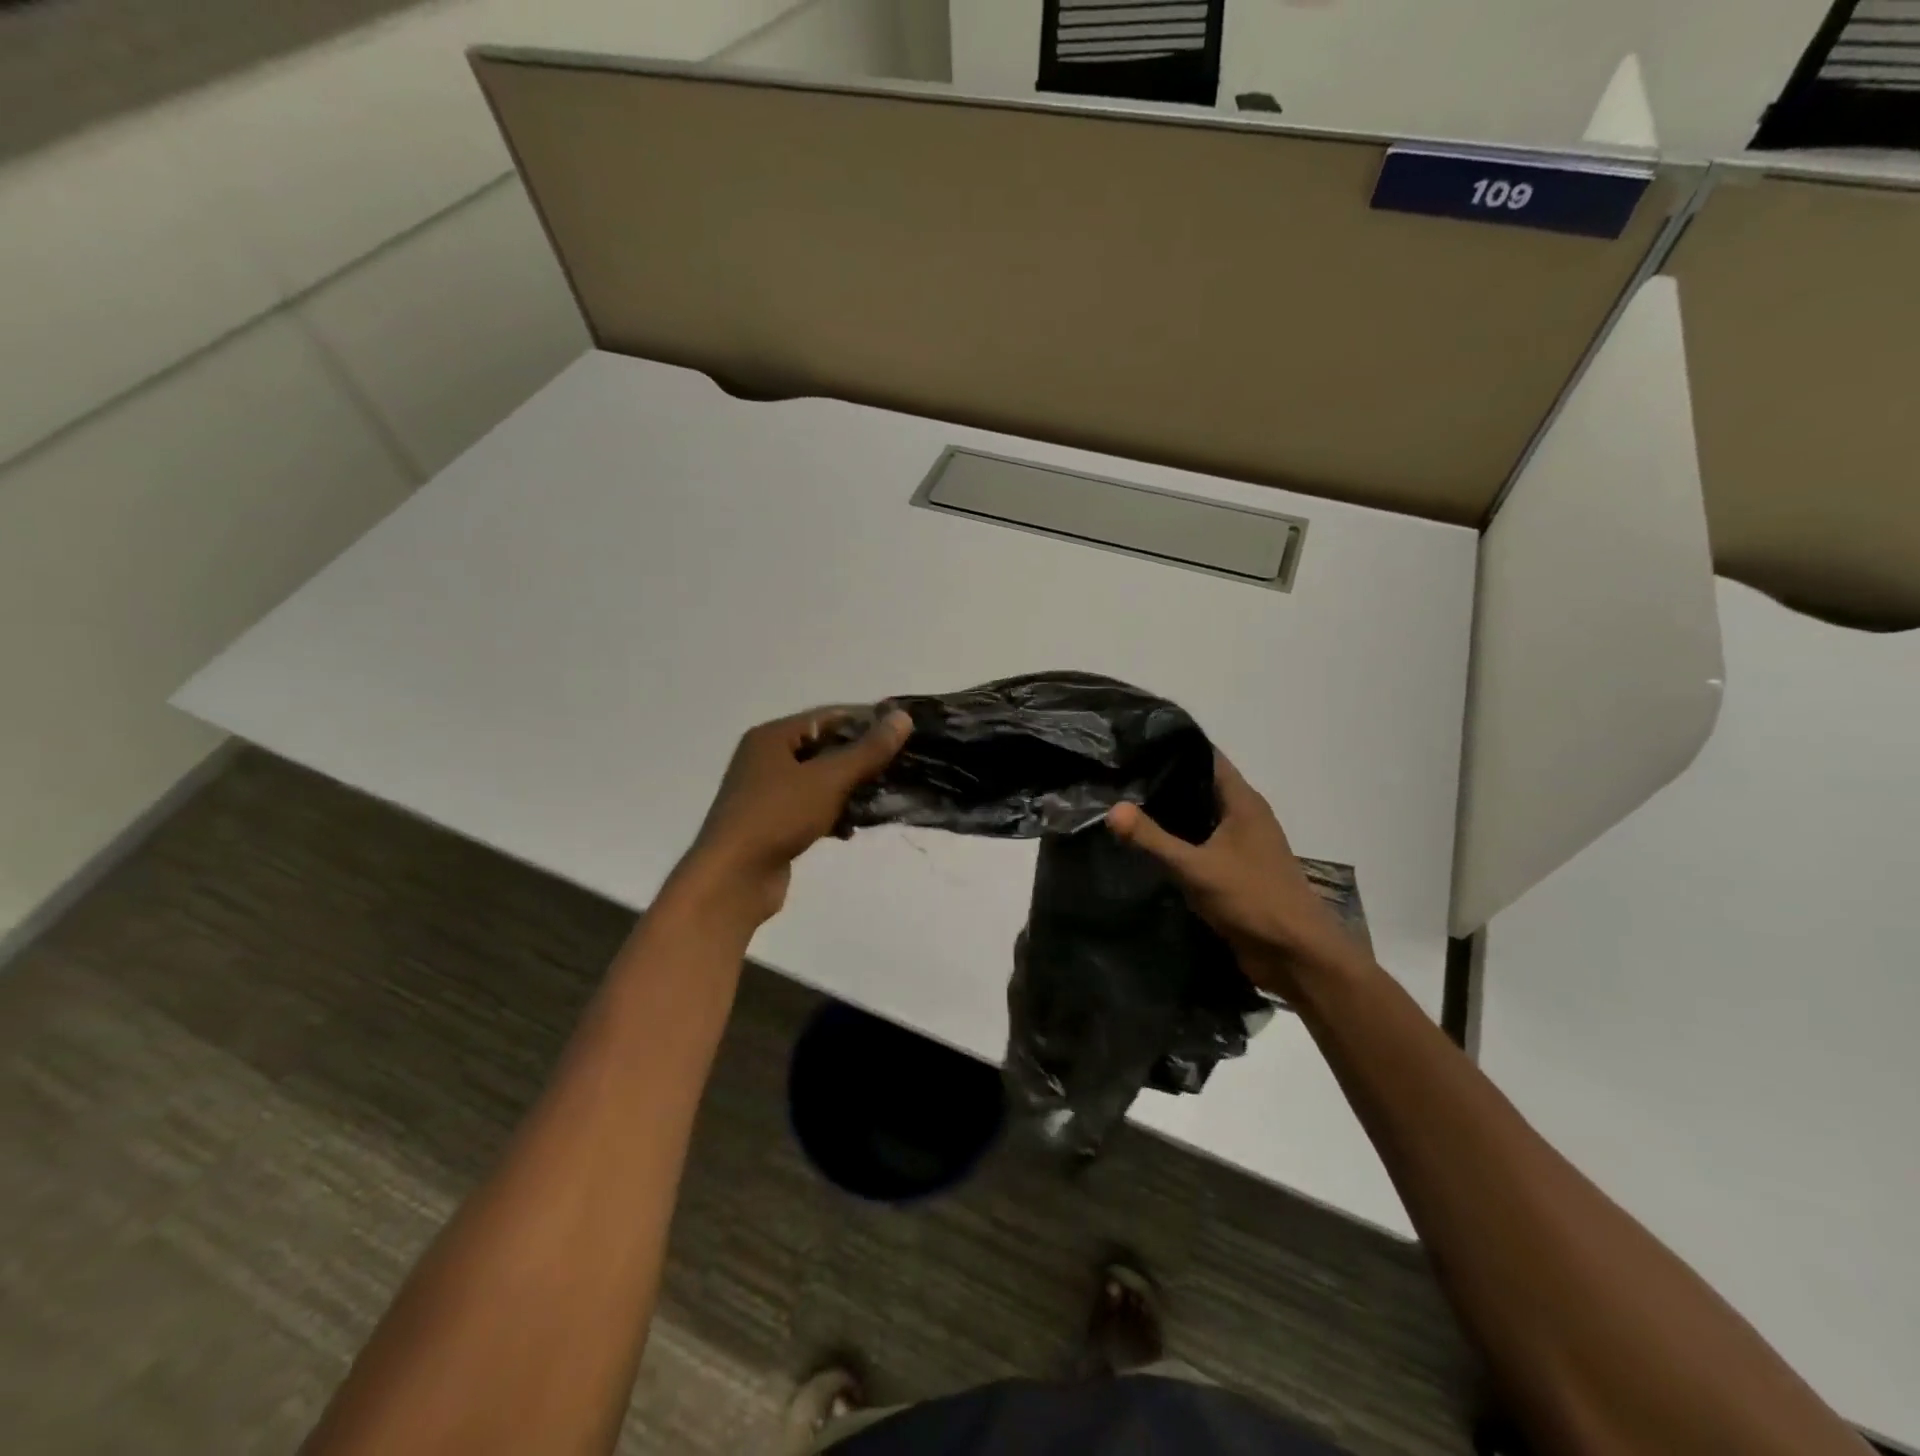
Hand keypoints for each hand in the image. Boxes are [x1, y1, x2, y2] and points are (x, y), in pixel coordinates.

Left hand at [669, 706, 912, 927]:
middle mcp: (766, 758)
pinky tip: (851, 829)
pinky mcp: (773, 823)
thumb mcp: (828, 779)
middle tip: (900, 767)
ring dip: (850, 789)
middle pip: (825, 748)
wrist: (733, 879)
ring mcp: (768, 793)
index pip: (829, 717)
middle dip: (861, 759)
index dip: (867, 722)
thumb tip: (903, 717)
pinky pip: (811, 808)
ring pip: (820, 781)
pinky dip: (832, 814)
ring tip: (882, 799)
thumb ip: (868, 750)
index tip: (903, 733)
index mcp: (773, 737)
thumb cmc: (777, 817)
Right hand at [1106, 751, 1370, 996]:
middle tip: (1117, 774)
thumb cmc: (1253, 900)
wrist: (1296, 955)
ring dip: (1168, 814)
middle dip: (1162, 780)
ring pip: (1198, 817)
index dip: (1173, 746)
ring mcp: (1241, 844)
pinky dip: (1176, 841)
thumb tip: (1112, 809)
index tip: (1134, 743)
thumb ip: (1152, 839)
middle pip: (1199, 786)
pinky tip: (1145, 845)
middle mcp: (1244, 816)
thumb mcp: (1196, 868)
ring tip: (1122, 804)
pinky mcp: (1234, 870)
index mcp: (1243, 802)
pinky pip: (1200, 845)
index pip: (1206, 757)